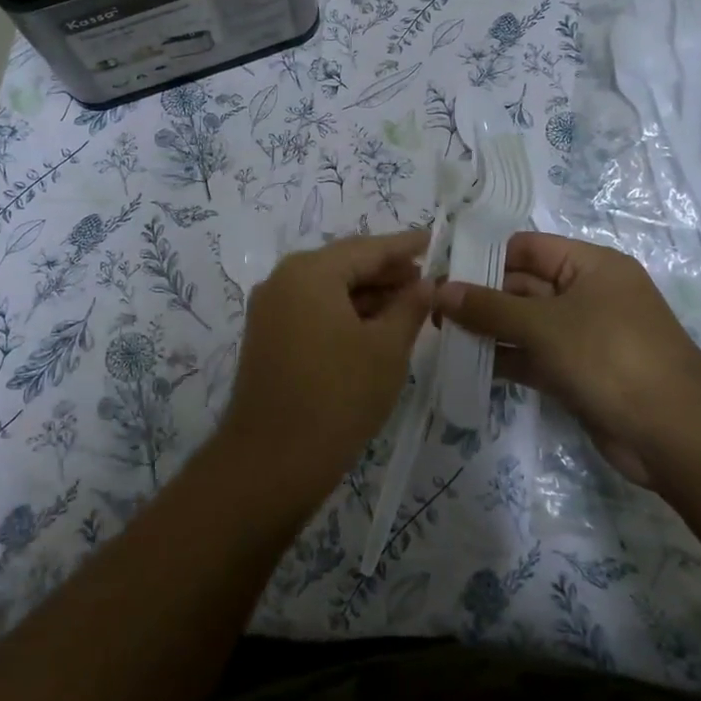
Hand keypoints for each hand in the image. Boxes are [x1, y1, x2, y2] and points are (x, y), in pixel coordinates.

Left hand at [216, 230, 431, 508]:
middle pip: (344, 264)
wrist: (272, 460)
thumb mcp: (386, 348)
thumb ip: (410, 307)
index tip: (433, 239)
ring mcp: (270, 309)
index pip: (366, 248)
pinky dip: (344, 313)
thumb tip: (426, 283)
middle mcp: (283, 280)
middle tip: (427, 279)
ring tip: (409, 304)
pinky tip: (374, 327)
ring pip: (328, 289)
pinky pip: (313, 310)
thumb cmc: (338, 396)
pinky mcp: (268, 337)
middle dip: (386, 271)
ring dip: (367, 294)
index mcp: (310, 271)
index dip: (403, 246)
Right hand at [433, 232, 700, 484]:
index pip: (528, 247)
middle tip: (432, 307)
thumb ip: (489, 307)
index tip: (442, 270)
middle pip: (523, 285)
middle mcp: (587, 294)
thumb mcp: (544, 325)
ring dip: (488, 329)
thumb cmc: (610, 357)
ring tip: (439, 334)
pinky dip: (504, 358)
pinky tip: (466, 363)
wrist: (674, 434)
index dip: (485, 255)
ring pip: (525, 323)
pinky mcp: (577, 373)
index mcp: (590, 266)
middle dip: (480, 296)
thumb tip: (439, 290)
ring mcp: (583, 336)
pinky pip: (532, 356)